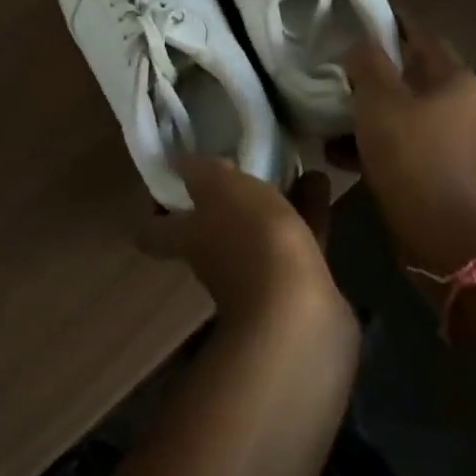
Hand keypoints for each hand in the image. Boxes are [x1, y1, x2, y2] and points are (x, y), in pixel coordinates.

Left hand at [140, 156, 348, 332]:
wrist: (300, 316)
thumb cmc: (251, 242)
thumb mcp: (220, 189)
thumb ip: (201, 170)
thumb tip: (180, 160)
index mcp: (189, 239)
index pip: (154, 231)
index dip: (155, 209)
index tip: (170, 177)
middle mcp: (217, 261)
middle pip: (214, 227)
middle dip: (228, 197)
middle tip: (242, 159)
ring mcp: (258, 277)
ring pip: (262, 230)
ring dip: (275, 199)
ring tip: (291, 162)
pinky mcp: (298, 284)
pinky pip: (300, 238)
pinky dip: (309, 211)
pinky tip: (321, 180)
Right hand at [328, 21, 475, 276]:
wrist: (442, 236)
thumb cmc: (411, 157)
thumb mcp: (379, 101)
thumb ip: (367, 63)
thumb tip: (361, 46)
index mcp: (455, 80)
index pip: (420, 36)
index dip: (390, 25)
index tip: (357, 22)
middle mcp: (464, 105)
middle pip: (411, 76)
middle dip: (373, 75)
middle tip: (338, 72)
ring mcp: (457, 142)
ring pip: (405, 114)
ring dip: (370, 114)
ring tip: (330, 117)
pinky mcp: (444, 172)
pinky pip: (405, 146)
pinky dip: (377, 144)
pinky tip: (339, 153)